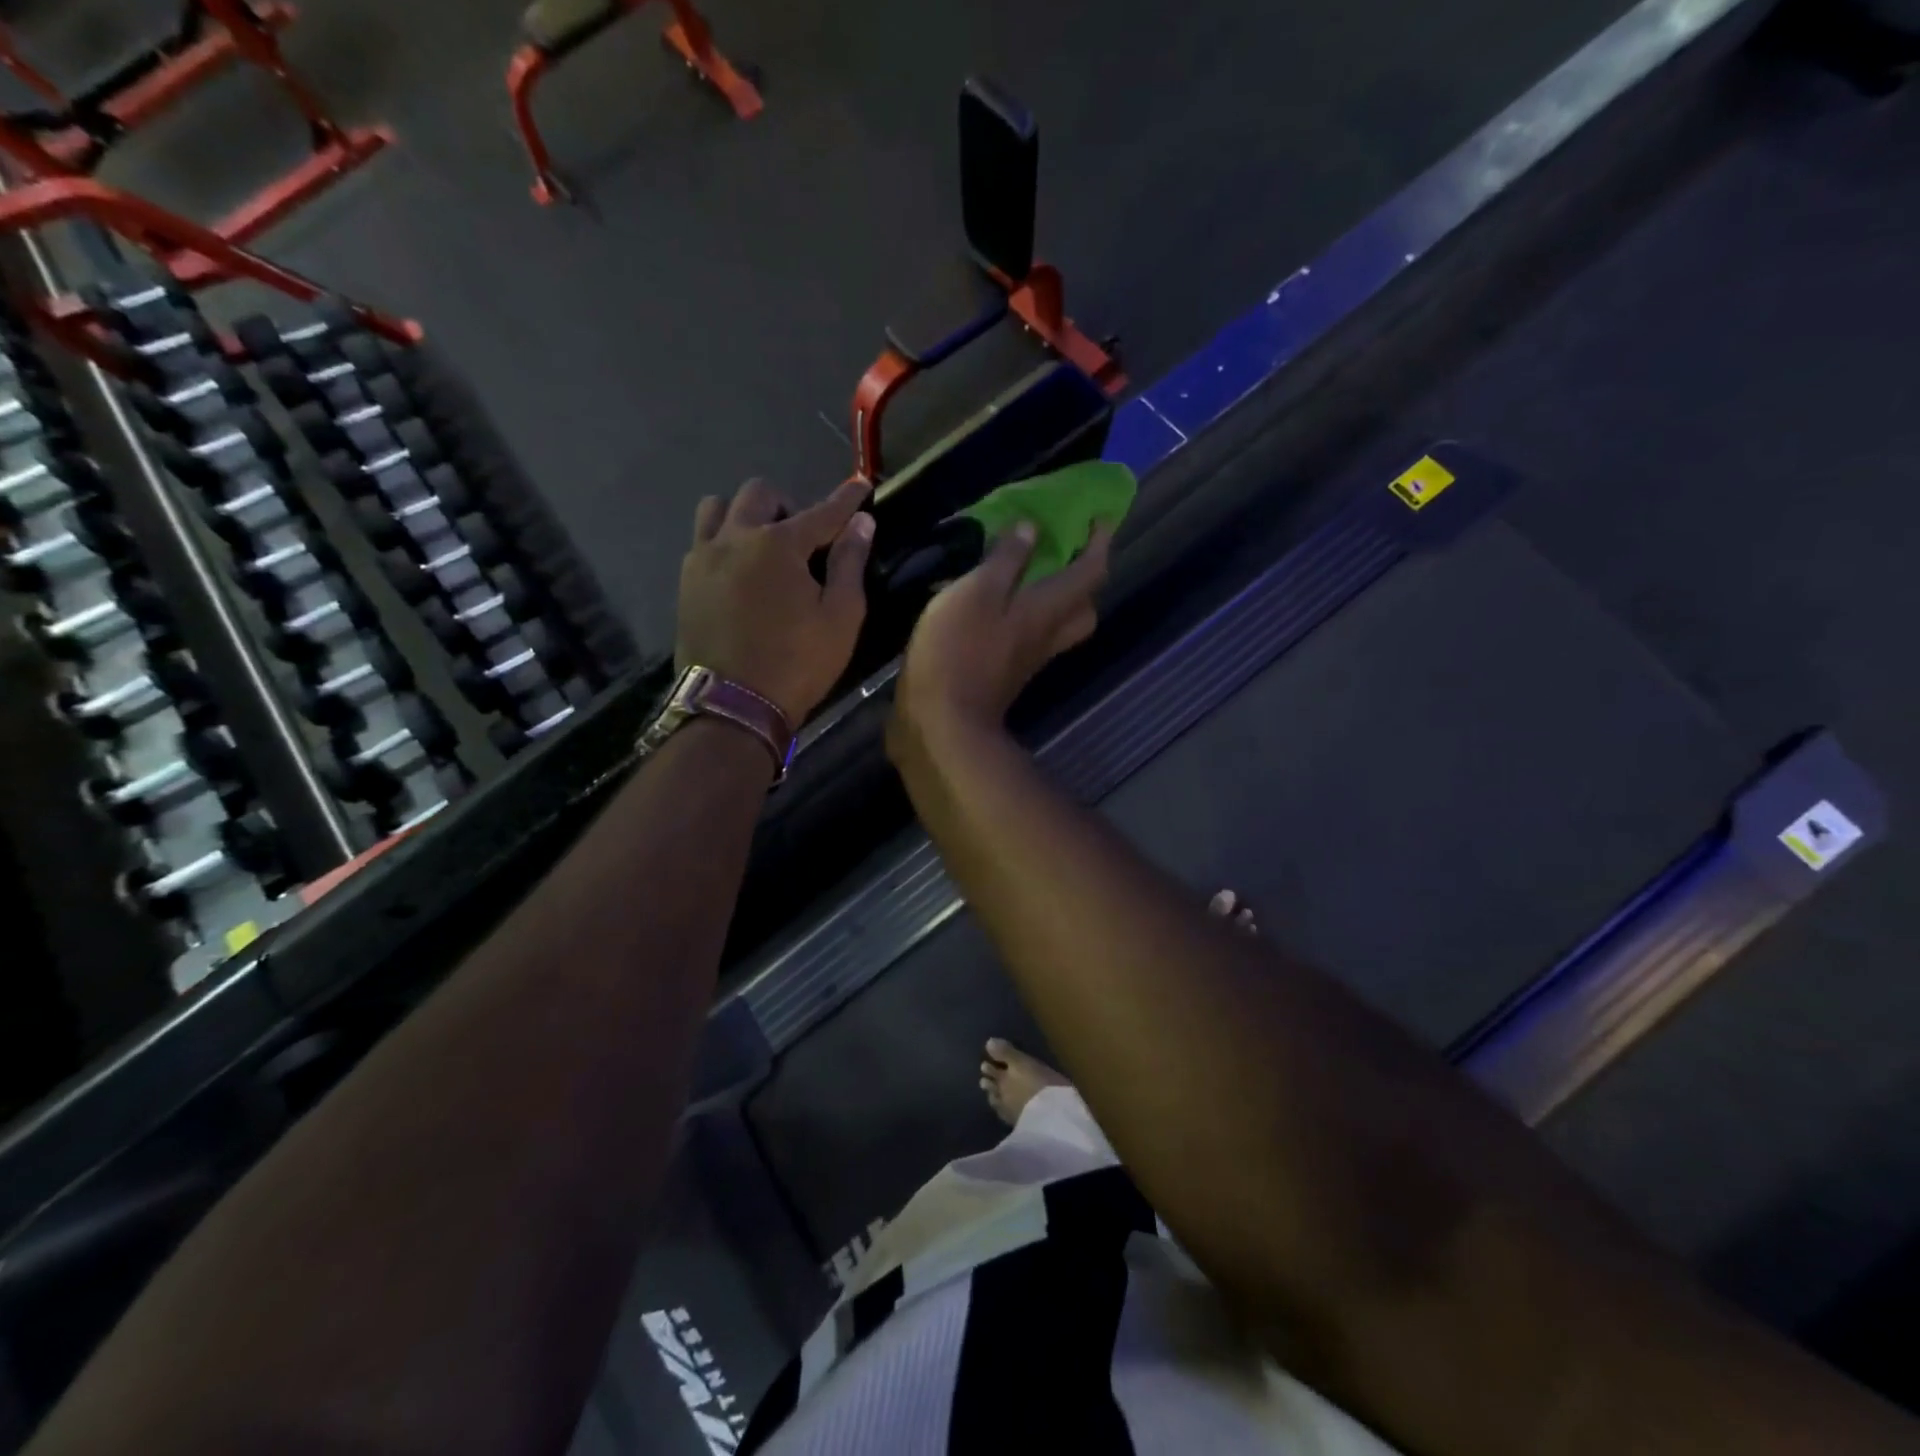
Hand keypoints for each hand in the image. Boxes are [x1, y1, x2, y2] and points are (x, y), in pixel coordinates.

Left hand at [676, 478, 875, 722]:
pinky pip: (702, 540)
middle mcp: (735, 537)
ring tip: (762, 547)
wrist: (733, 706)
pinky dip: (724, 541)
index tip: (861, 485)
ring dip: (745, 515)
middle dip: (788, 505)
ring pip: (719, 508)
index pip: (822, 511)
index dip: (846, 499)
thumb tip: (860, 523)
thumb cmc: (797, 664)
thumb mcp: (840, 618)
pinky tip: (739, 571)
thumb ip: (850, 564)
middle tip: (804, 540)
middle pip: (760, 494)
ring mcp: (703, 557)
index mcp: (778, 544)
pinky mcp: (686, 581)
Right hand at [892, 519, 1112, 748]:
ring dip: (1058, 599)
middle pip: (1085, 608)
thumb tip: (1032, 529)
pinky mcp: (1007, 672)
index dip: (1100, 542)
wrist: (942, 720)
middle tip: (1067, 554)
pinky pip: (1032, 637)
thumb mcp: (977, 592)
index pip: (1090, 572)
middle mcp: (1047, 635)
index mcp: (1047, 609)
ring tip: (1032, 574)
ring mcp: (1028, 658)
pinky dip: (1028, 616)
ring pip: (1060, 626)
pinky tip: (1000, 605)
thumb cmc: (959, 649)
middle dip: (1085, 579)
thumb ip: (1006, 560)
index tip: (1100, 517)